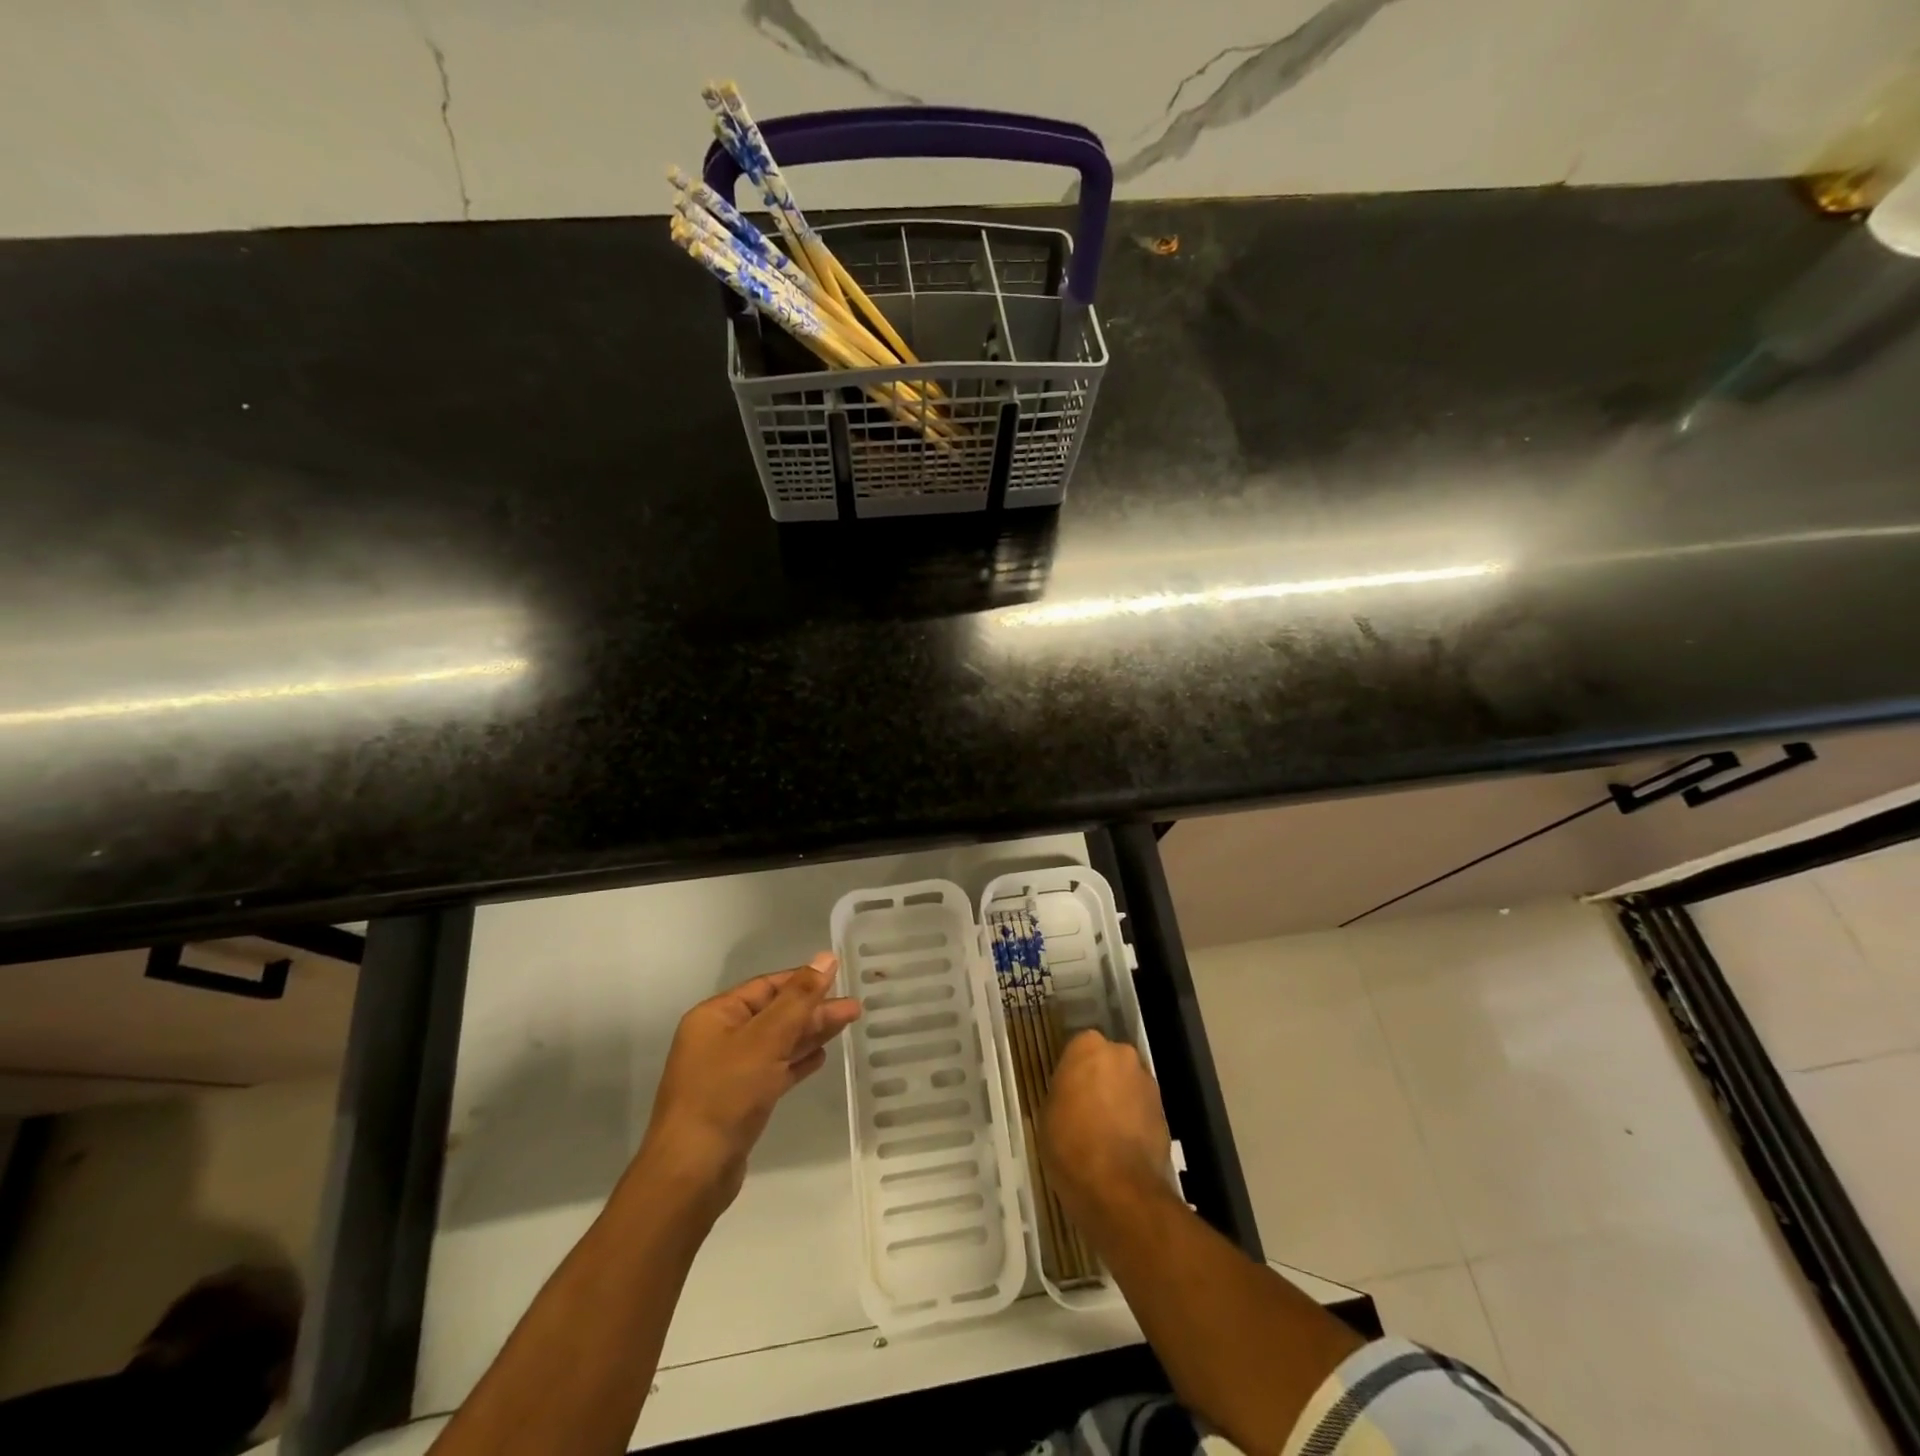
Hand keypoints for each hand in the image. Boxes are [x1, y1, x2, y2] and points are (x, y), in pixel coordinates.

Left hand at [638, 952, 859, 1215]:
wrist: (692, 1173)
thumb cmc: (726, 1094)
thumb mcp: (766, 1040)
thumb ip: (799, 998)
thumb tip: (826, 957)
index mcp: (716, 1015)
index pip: (766, 986)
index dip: (803, 980)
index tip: (840, 977)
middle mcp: (719, 1038)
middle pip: (774, 1014)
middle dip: (813, 1010)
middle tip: (855, 1008)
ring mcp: (727, 1071)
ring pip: (776, 1042)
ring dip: (810, 1034)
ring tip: (848, 1024)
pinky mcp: (738, 1101)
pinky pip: (773, 1070)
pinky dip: (796, 1061)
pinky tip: (821, 1057)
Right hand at [1040, 1029, 1172, 1232]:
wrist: (1117, 1187)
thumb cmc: (1070, 1143)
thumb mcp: (1048, 1113)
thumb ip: (1064, 1091)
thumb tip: (1073, 1094)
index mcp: (1088, 1047)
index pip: (1080, 1048)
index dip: (1074, 1071)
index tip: (1067, 1091)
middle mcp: (1122, 1055)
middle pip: (1109, 1063)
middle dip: (1101, 1080)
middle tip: (1085, 1109)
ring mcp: (1147, 1083)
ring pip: (1128, 1086)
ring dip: (1119, 1101)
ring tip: (1105, 1133)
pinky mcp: (1165, 1113)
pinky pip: (1142, 1110)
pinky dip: (1134, 1122)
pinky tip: (1122, 1148)